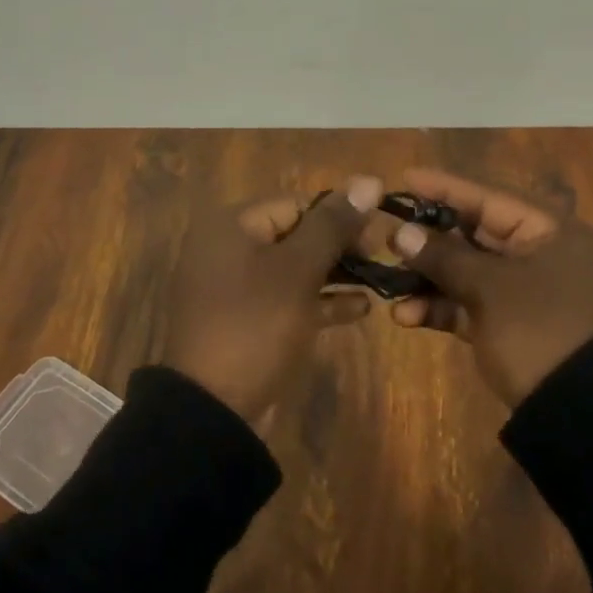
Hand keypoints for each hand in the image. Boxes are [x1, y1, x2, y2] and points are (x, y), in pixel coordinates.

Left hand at [163, 176, 382, 419]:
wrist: (213, 411)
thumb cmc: (255, 324)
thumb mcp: (298, 270)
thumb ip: (332, 225)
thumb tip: (368, 181)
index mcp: (231, 226)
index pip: (294, 204)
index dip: (337, 215)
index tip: (375, 234)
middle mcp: (229, 249)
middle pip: (294, 234)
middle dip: (338, 245)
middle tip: (379, 257)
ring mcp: (236, 289)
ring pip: (294, 269)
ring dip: (334, 272)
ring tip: (377, 279)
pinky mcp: (246, 323)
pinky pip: (288, 300)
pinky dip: (320, 301)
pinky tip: (359, 308)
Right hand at [385, 169, 592, 405]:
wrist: (582, 417)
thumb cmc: (539, 330)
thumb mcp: (489, 288)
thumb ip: (443, 256)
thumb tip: (400, 233)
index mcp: (550, 231)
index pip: (489, 197)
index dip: (445, 187)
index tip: (404, 178)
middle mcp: (540, 254)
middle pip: (475, 234)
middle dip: (429, 239)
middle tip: (388, 235)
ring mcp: (526, 292)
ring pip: (468, 271)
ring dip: (429, 278)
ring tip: (390, 283)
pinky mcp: (512, 325)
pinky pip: (470, 304)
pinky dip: (441, 307)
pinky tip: (407, 316)